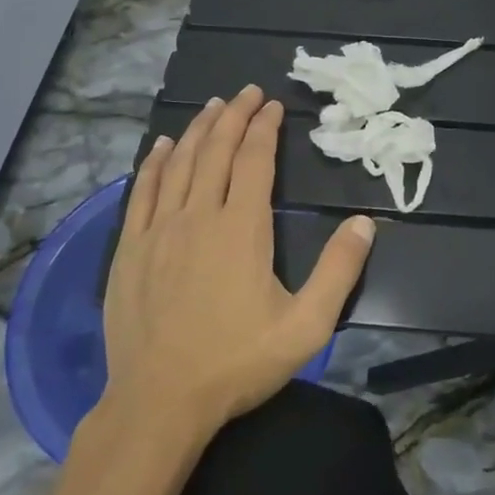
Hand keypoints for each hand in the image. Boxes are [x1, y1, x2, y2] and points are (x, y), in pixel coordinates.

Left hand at [99, 85, 372, 434]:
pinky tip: (160, 147)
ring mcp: (159, 230)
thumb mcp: (306, 326)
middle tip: (247, 92)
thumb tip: (364, 223)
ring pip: (178, 163)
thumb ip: (339, 271)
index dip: (264, 128)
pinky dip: (153, 163)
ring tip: (212, 106)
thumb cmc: (237, 363)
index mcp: (241, 228)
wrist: (159, 402)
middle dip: (234, 116)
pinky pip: (142, 191)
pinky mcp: (129, 248)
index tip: (273, 106)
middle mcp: (198, 216)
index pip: (254, 161)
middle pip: (215, 150)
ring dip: (197, 130)